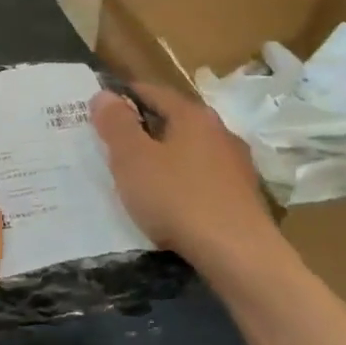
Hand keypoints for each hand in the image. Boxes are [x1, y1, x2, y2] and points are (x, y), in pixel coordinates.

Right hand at [91, 82, 279, 266]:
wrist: (237, 252)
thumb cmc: (177, 198)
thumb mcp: (132, 159)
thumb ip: (116, 124)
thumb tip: (104, 94)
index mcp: (193, 115)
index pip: (153, 91)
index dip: (124, 96)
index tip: (101, 109)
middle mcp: (220, 131)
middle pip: (175, 119)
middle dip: (145, 127)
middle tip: (115, 144)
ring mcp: (236, 164)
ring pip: (191, 149)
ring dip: (166, 156)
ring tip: (141, 175)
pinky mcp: (244, 195)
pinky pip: (204, 177)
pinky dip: (184, 180)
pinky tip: (172, 201)